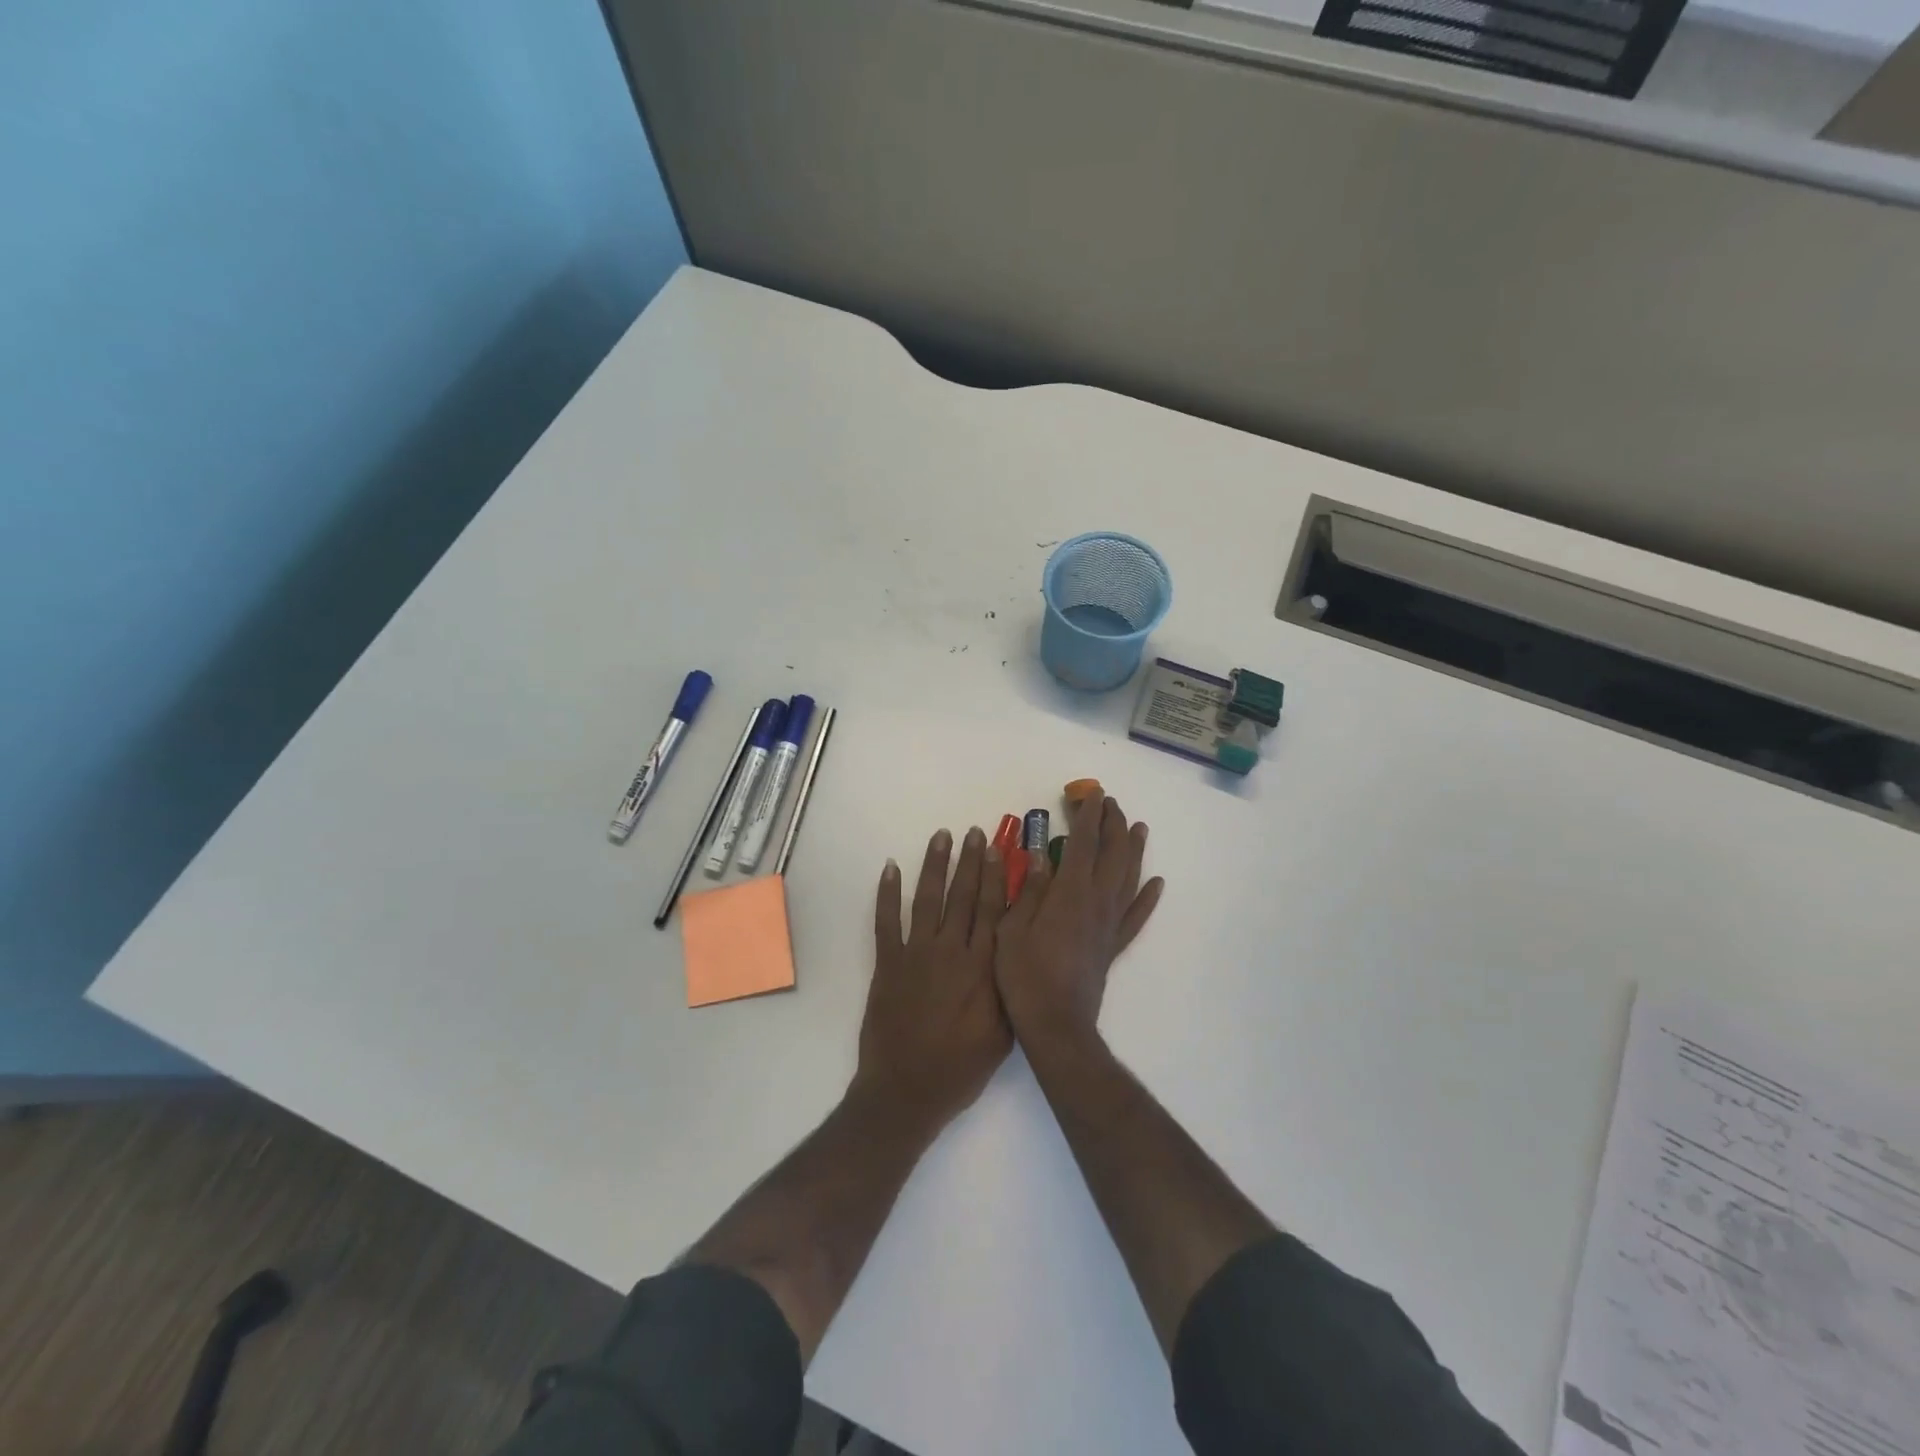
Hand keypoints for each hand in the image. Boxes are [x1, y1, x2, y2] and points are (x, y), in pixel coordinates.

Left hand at [854, 827, 1012, 1128]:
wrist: (906, 1092)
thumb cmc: (961, 1068)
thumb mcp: (1003, 1033)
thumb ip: (1010, 988)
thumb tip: (1019, 950)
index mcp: (981, 968)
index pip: (992, 911)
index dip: (996, 877)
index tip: (999, 850)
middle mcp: (950, 952)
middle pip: (962, 897)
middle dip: (970, 862)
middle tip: (974, 833)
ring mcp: (915, 955)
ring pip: (927, 899)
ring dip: (934, 865)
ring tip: (941, 836)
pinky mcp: (887, 964)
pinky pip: (886, 922)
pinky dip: (887, 893)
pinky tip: (891, 868)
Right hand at [994, 792, 1163, 1051]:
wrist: (1056, 1025)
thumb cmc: (1024, 976)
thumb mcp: (1011, 928)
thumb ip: (1028, 890)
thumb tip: (1038, 855)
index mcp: (1069, 893)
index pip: (1082, 843)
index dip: (1088, 816)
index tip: (1092, 794)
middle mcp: (1096, 902)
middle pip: (1111, 854)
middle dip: (1112, 824)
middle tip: (1110, 803)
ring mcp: (1109, 924)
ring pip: (1129, 878)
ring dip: (1134, 850)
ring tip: (1138, 828)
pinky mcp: (1113, 945)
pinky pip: (1136, 916)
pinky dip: (1148, 897)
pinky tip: (1157, 884)